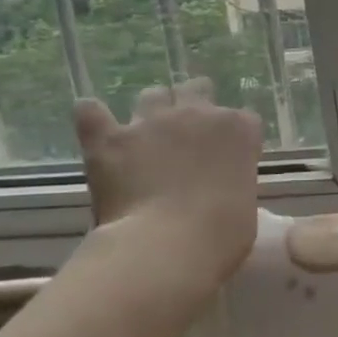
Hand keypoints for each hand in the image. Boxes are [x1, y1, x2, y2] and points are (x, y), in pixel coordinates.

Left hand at [73, 86, 262, 283]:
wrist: (167, 247)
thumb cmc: (221, 235)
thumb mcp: (246, 205)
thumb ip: (234, 182)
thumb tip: (220, 187)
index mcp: (239, 130)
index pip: (244, 120)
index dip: (236, 139)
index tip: (230, 159)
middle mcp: (197, 114)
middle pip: (198, 89)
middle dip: (194, 105)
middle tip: (189, 136)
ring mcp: (152, 122)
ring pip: (153, 94)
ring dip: (153, 109)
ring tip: (147, 136)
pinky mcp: (110, 139)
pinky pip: (91, 112)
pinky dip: (93, 117)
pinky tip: (96, 126)